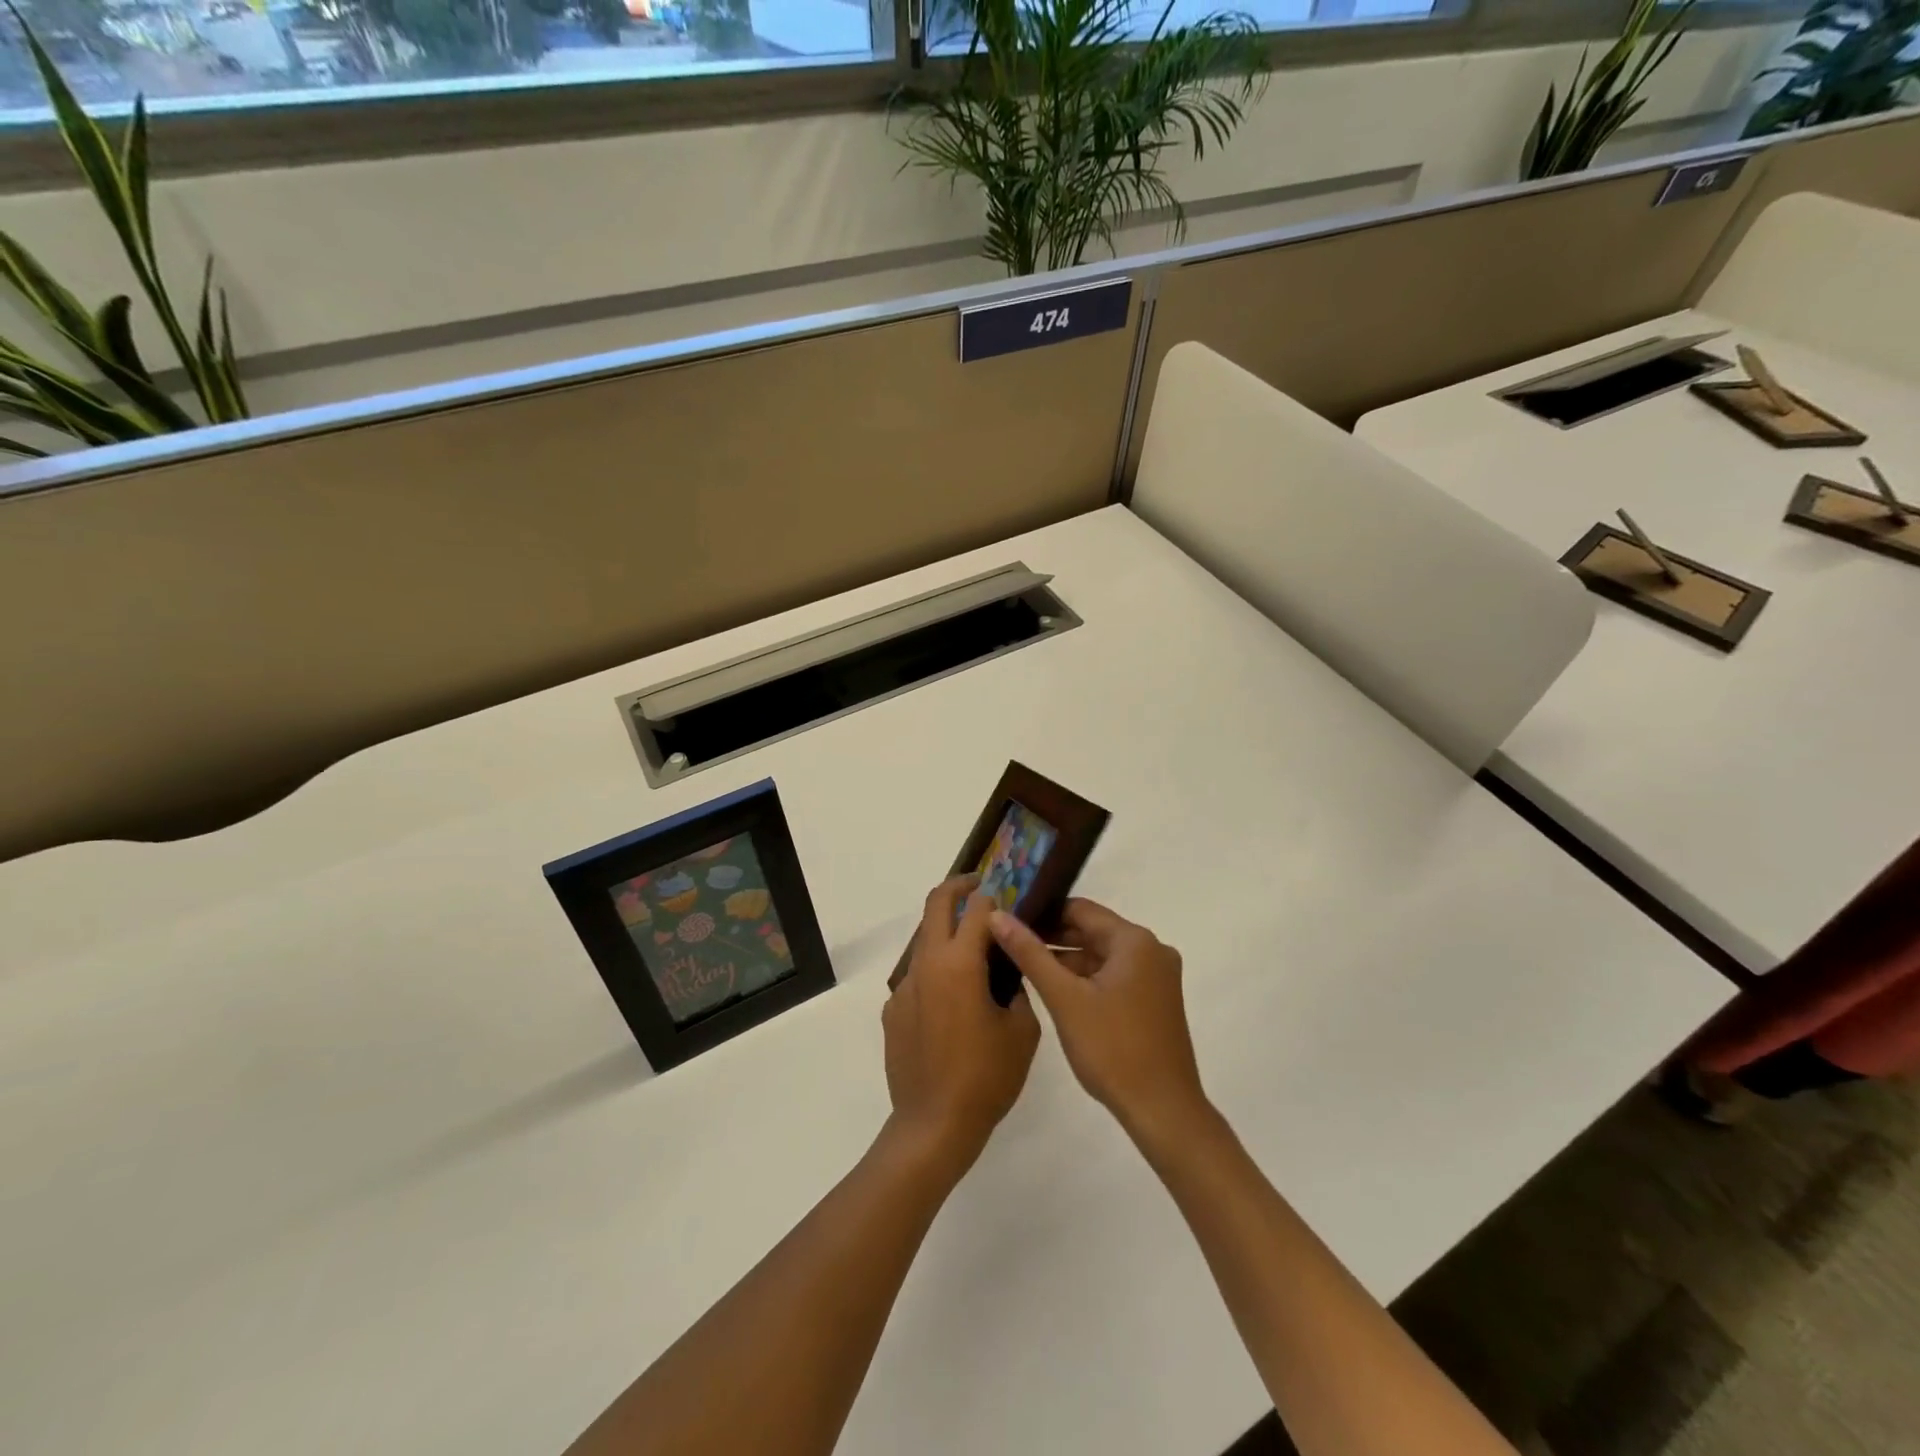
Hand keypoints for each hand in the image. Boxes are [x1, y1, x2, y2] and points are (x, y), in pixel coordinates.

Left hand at [882, 876, 1040, 1175]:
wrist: (933, 1126)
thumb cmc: (986, 1078)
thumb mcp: (1022, 1031)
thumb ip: (1018, 989)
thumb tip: (1009, 969)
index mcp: (959, 964)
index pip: (978, 908)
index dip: (997, 895)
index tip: (1011, 895)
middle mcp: (927, 964)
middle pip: (937, 904)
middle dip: (959, 887)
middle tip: (982, 888)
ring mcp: (905, 986)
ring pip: (925, 939)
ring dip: (948, 932)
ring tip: (976, 954)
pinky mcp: (893, 1009)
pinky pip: (918, 976)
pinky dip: (937, 972)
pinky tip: (955, 1006)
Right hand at [990, 899, 1207, 1141]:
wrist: (1163, 1111)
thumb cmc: (1112, 1049)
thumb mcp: (1064, 998)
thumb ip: (1029, 953)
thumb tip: (997, 915)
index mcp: (1135, 941)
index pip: (1080, 909)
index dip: (1042, 912)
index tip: (1008, 920)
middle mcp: (1152, 949)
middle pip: (1092, 930)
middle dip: (1052, 937)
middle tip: (1009, 943)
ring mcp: (1157, 976)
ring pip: (1102, 955)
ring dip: (1067, 959)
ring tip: (1024, 966)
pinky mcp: (1156, 1000)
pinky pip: (1114, 975)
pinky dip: (1086, 978)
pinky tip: (1056, 990)